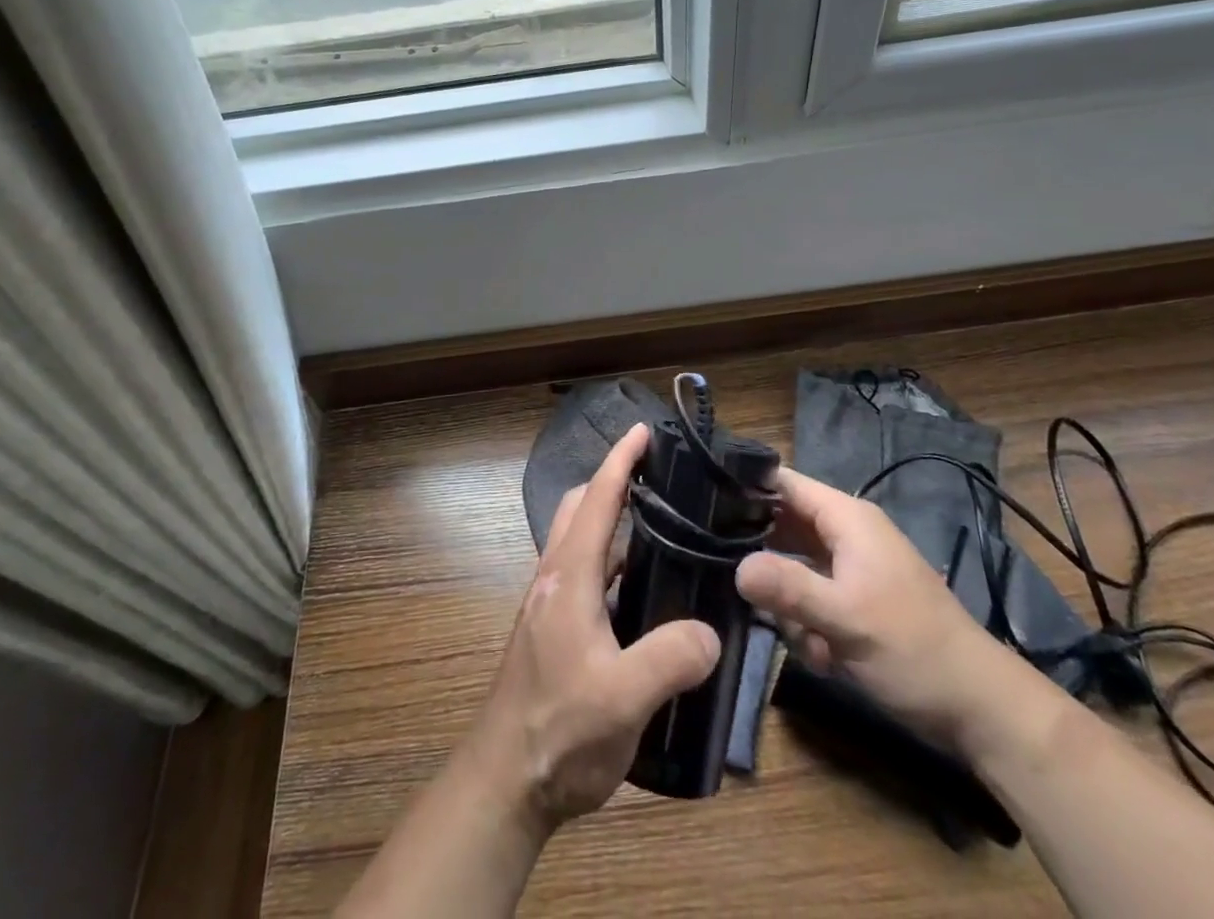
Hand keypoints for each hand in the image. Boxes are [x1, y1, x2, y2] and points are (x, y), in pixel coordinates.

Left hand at [460, 423, 721, 827]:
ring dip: (609, 521)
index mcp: (568, 576)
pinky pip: (584, 573)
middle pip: (578, 508)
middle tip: (657, 479)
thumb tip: (709, 630)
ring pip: (579, 541)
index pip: (595, 500)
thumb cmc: (559, 732)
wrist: (505, 783)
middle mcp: (554, 577)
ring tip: (661, 530)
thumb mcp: (623, 699)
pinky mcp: (552, 630)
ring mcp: (549, 604)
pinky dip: (610, 561)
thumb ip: (670, 658)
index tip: (643, 431)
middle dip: (611, 481)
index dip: (619, 461)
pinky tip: (642, 593)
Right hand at [735, 467, 1010, 753]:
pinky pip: (813, 597)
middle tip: (734, 583)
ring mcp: (852, 568)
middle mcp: (846, 533)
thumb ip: (787, 588)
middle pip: (783, 525)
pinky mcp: (856, 601)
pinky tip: (821, 655)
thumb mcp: (845, 619)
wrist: (980, 709)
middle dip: (762, 558)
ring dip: (788, 603)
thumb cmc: (912, 650)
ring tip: (799, 636)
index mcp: (847, 518)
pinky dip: (809, 624)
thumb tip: (735, 567)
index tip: (702, 505)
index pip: (784, 482)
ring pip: (794, 567)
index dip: (745, 488)